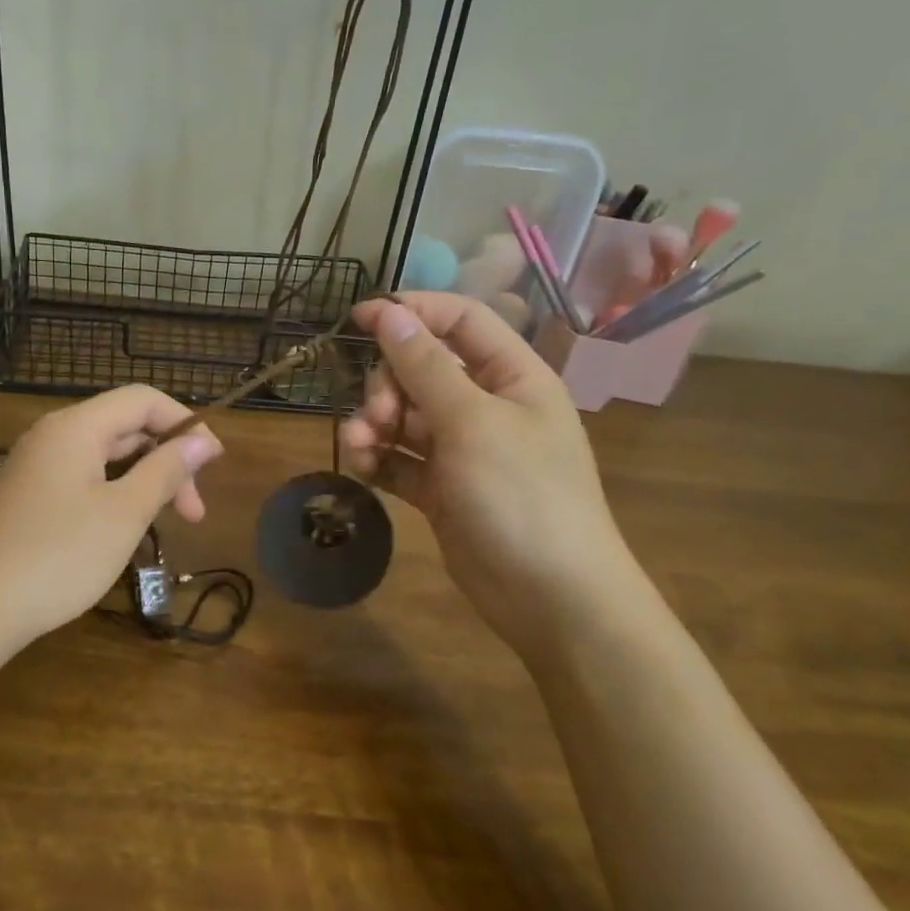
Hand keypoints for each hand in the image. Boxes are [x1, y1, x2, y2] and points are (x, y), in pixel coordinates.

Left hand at [0, 386, 223, 646]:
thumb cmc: (59, 555)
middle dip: (167, 461)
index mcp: (76, 427)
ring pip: (105, 457)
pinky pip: (83, 478)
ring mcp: (36, 466)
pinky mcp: (28, 496)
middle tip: (195, 513)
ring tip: (167, 523)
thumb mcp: (125, 512)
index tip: (214, 464)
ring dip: (144, 481)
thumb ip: (166, 470)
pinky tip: (125, 529)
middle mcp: (53, 435)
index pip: (142, 399)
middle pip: (125, 428)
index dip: (184, 423)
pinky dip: (115, 494)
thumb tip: (201, 440)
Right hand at [339, 294, 633, 647]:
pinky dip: (379, 458)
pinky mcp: (442, 488)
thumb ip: (424, 366)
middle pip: (422, 369)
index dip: (412, 312)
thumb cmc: (521, 495)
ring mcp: (464, 450)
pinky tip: (363, 468)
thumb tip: (388, 312)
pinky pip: (401, 458)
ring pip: (405, 415)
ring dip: (375, 423)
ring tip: (360, 445)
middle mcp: (488, 406)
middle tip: (377, 414)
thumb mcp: (472, 422)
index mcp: (513, 376)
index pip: (460, 321)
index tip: (359, 317)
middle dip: (388, 384)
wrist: (551, 598)